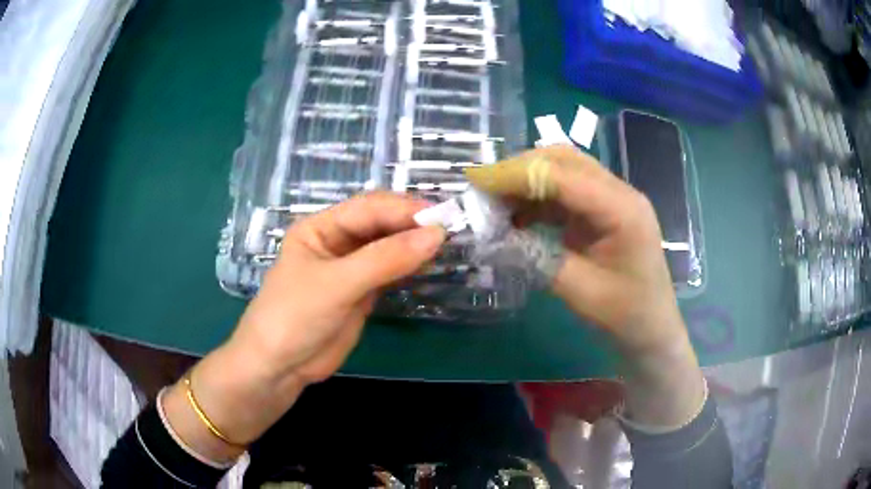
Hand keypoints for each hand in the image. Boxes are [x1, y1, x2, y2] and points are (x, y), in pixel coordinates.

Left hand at [163, 193, 444, 460]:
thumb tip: (436, 235)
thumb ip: (385, 259)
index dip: (403, 209)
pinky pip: (389, 272)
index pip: (367, 208)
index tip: (440, 217)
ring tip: (446, 243)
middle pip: (379, 224)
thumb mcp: (337, 284)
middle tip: (449, 228)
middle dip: (410, 224)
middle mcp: (336, 242)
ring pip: (387, 247)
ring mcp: (349, 268)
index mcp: (320, 228)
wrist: (278, 367)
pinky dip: (408, 267)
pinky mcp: (360, 293)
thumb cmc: (294, 316)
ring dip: (412, 244)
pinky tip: (427, 263)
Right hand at [466, 146, 704, 426]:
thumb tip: (492, 234)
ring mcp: (614, 199)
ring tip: (495, 201)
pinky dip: (539, 198)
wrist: (652, 329)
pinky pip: (568, 192)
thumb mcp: (578, 291)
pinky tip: (518, 215)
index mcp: (622, 209)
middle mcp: (620, 192)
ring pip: (564, 171)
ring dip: (528, 181)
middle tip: (484, 188)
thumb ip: (535, 258)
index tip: (478, 182)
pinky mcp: (604, 211)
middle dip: (520, 169)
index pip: (563, 175)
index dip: (517, 175)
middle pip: (565, 160)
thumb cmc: (624, 315)